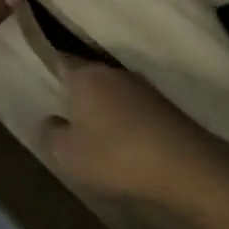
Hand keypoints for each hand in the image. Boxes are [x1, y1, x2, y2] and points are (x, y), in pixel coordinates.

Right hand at [40, 61, 228, 215]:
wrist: (184, 166)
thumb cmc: (114, 156)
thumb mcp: (68, 154)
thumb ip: (51, 133)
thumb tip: (51, 120)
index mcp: (85, 76)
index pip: (60, 62)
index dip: (51, 72)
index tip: (44, 86)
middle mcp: (113, 72)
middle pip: (88, 78)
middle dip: (78, 97)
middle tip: (67, 121)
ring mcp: (143, 87)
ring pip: (113, 93)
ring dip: (105, 110)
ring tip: (96, 138)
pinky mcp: (165, 105)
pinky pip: (134, 109)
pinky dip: (127, 122)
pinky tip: (126, 145)